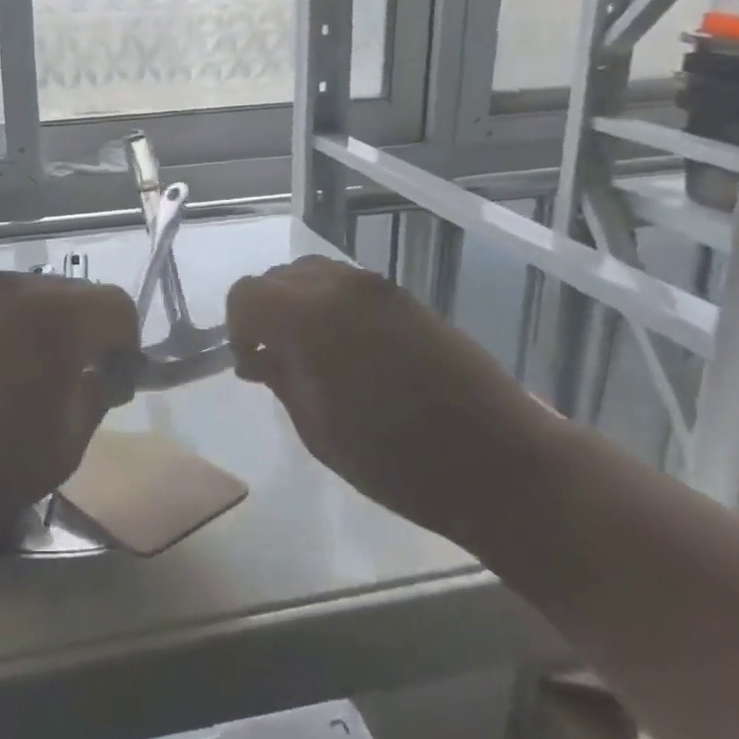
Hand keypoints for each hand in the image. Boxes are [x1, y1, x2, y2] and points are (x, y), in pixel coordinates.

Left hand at [0, 271, 140, 555]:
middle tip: (80, 383)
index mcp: (58, 315)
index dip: (127, 345)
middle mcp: (16, 291)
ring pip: (31, 301)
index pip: (117, 306)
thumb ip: (95, 396)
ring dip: (47, 332)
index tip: (116, 385)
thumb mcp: (66, 443)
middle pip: (74, 295)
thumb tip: (102, 375)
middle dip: (89, 332)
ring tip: (33, 383)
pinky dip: (9, 335)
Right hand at [225, 256, 541, 539]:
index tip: (249, 362)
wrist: (500, 463)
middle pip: (279, 277)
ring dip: (298, 305)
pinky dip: (332, 306)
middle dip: (265, 311)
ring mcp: (379, 289)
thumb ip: (280, 378)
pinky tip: (349, 350)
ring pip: (315, 274)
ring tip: (312, 354)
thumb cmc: (397, 460)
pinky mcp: (408, 298)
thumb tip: (256, 355)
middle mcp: (341, 287)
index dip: (237, 326)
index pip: (247, 294)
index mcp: (309, 317)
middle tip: (276, 359)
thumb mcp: (317, 429)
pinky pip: (349, 287)